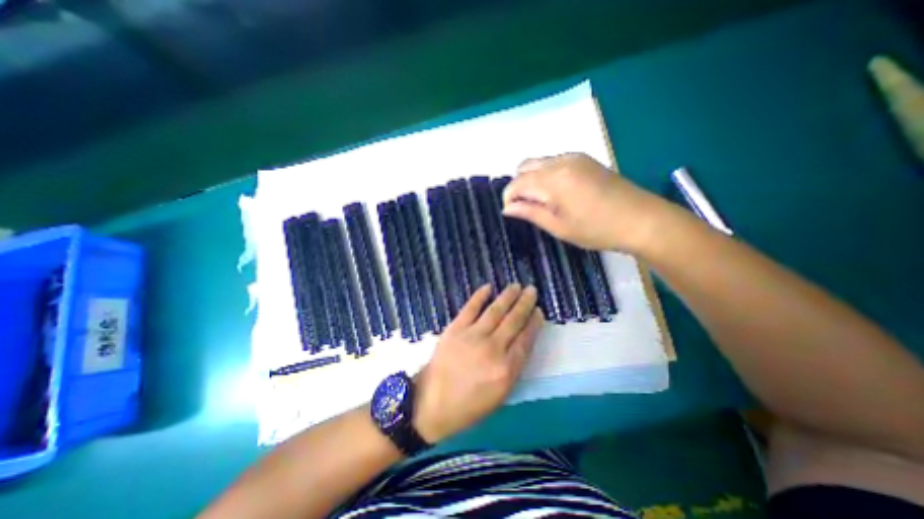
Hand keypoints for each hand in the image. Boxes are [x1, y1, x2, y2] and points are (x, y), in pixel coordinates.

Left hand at [416, 283, 542, 441]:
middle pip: (514, 321)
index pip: (526, 340)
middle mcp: (493, 349)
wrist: (432, 403)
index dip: (534, 323)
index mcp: (506, 369)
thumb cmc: (468, 405)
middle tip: (532, 290)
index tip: (539, 311)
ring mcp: (473, 336)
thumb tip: (521, 342)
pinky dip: (480, 296)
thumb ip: (513, 368)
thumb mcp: (500, 395)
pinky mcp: (455, 328)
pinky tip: (488, 287)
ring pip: (495, 311)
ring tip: (516, 286)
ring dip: (507, 296)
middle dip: (525, 304)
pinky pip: (470, 308)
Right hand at [502, 152, 668, 250]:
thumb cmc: (596, 229)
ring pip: (539, 162)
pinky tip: (557, 192)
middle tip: (526, 207)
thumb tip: (507, 208)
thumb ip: (530, 213)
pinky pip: (554, 161)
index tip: (511, 213)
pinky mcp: (584, 159)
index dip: (509, 198)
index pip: (517, 183)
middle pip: (525, 166)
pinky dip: (546, 174)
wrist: (641, 220)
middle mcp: (561, 161)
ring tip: (542, 201)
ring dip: (532, 179)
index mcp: (553, 179)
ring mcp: (574, 157)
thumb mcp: (558, 226)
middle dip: (518, 186)